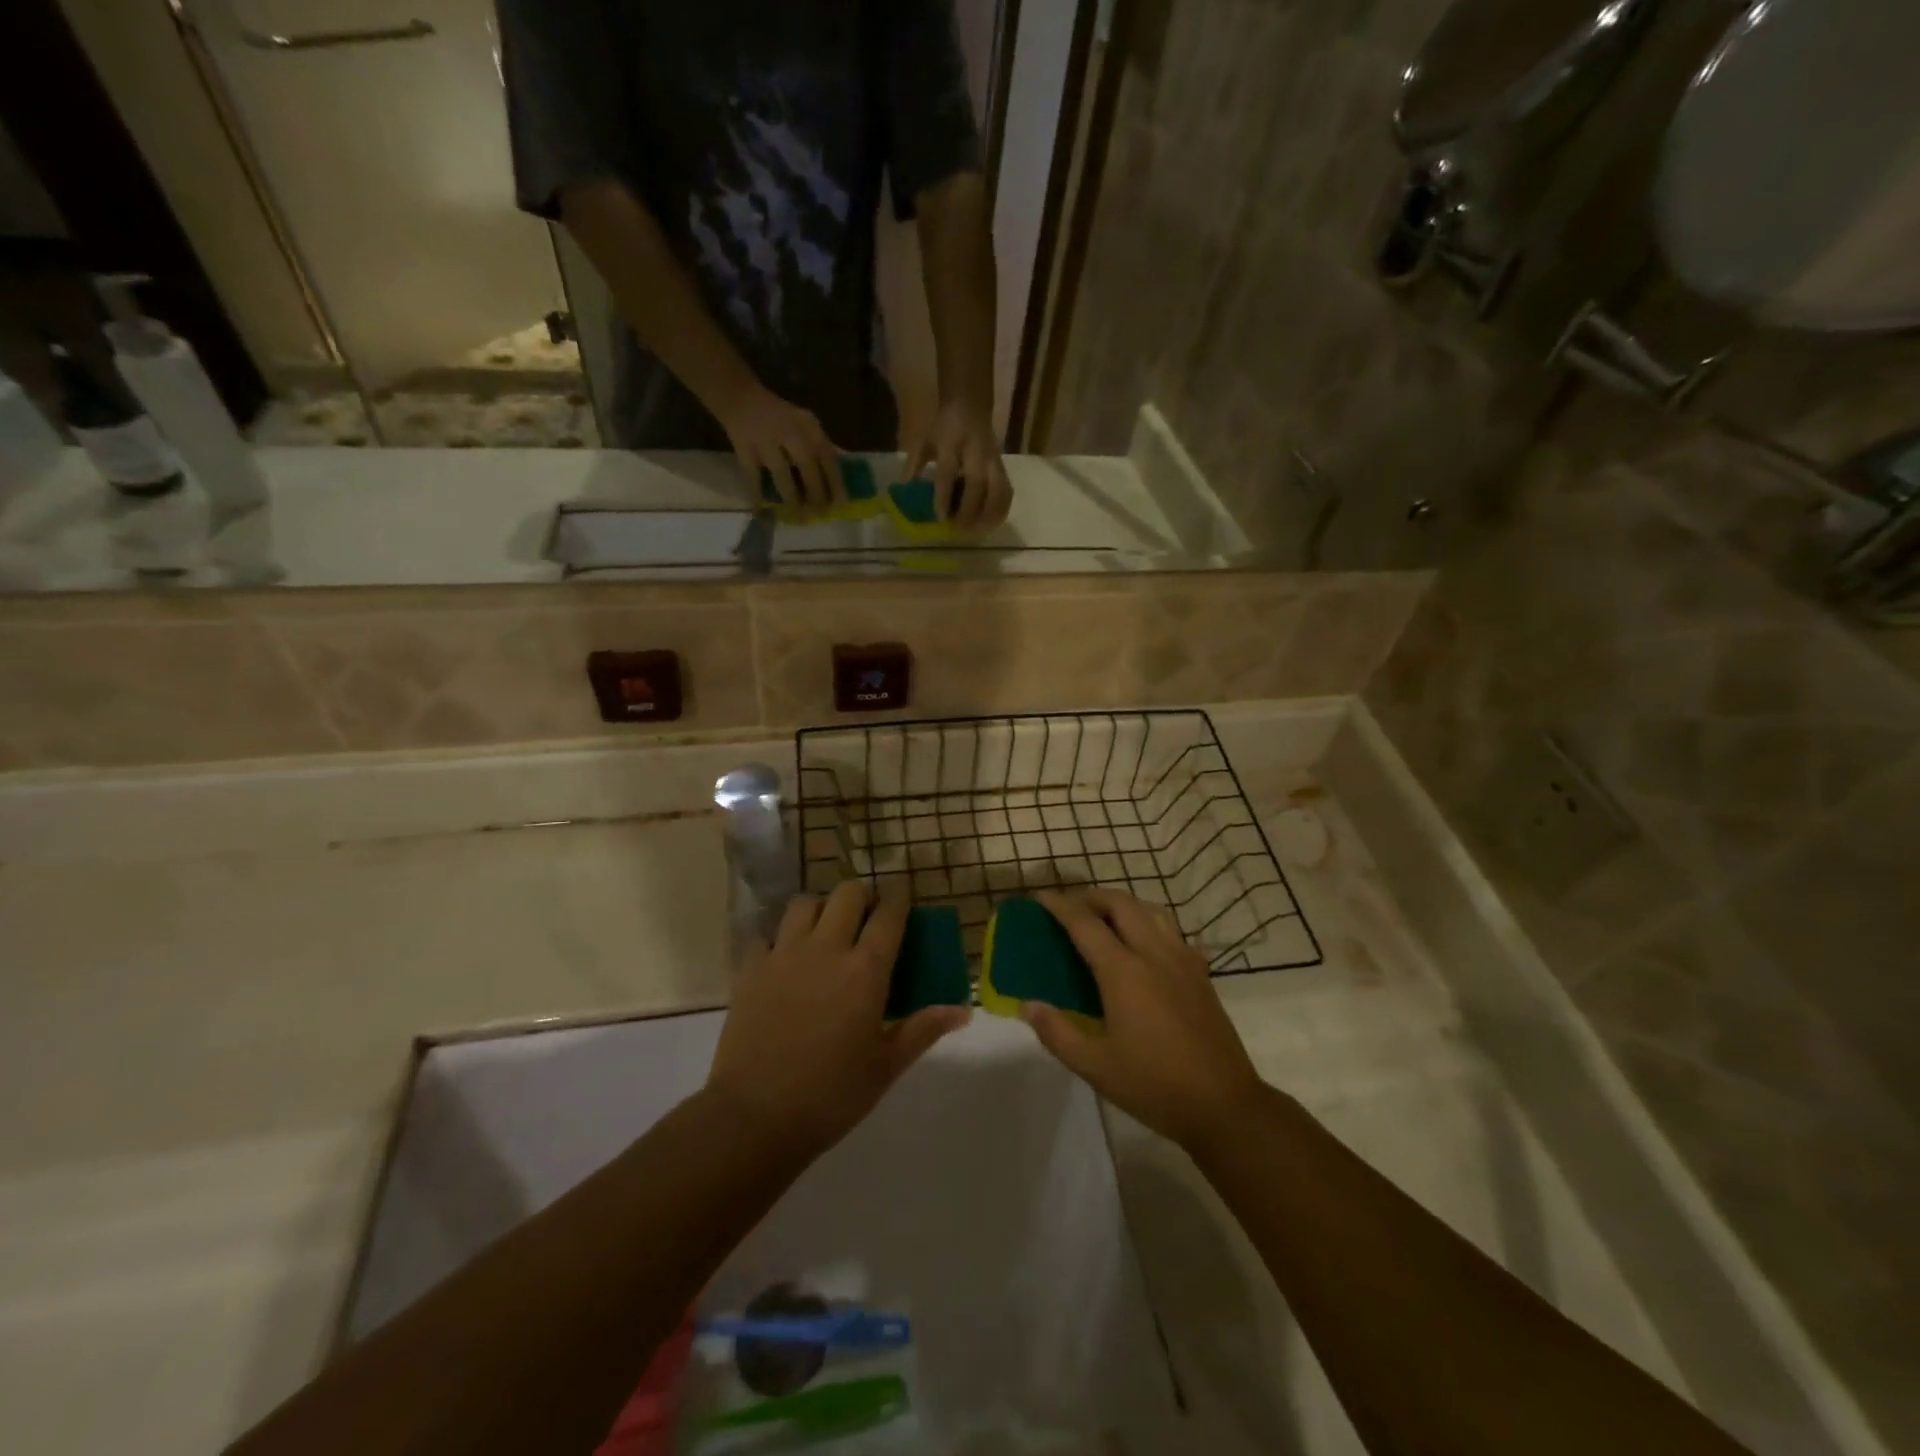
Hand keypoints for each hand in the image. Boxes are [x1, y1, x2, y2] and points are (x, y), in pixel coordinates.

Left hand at [706, 882, 969, 1157]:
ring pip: (805, 903)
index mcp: (865, 969)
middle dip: (863, 897)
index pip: (889, 914)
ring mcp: (784, 954)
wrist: (755, 1116)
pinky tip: (784, 962)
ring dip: (820, 909)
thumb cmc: (831, 1094)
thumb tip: (963, 1011)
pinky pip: (767, 935)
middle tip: (866, 920)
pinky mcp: (750, 968)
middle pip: (847, 894)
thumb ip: (924, 1029)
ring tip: (825, 932)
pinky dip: (779, 940)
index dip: (899, 899)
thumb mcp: (886, 1067)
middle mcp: (826, 948)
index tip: (903, 899)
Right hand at [717, 384, 843, 510]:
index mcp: (808, 426)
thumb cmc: (780, 417)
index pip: (827, 455)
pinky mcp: (745, 449)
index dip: (835, 481)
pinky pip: (753, 476)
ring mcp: (765, 440)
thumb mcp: (805, 424)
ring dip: (792, 497)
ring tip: (799, 516)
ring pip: (782, 474)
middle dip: (816, 493)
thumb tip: (843, 469)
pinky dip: (756, 494)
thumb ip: (822, 445)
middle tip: (821, 513)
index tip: (842, 503)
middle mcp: (789, 432)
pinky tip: (761, 510)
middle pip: (807, 466)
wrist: (740, 397)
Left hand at [904, 398, 1012, 531]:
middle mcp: (975, 451)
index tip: (940, 517)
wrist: (970, 403)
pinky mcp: (1002, 465)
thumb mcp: (925, 439)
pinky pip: (1007, 490)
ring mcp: (992, 459)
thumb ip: (914, 464)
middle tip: (960, 529)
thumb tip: (904, 489)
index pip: (948, 472)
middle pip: (977, 484)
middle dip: (970, 509)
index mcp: (951, 442)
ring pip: (998, 489)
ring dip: (990, 513)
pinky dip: (1001, 509)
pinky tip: (992, 523)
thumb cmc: (944, 426)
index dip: (944, 496)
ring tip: (978, 531)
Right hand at [1024, 889, 1266, 1150]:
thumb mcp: (1095, 1067)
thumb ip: (1057, 1033)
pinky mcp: (1201, 975)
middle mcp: (1153, 954)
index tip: (1040, 897)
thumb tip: (1028, 1004)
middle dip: (1093, 897)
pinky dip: (1152, 926)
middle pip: (1121, 905)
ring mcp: (1183, 961)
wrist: (1224, 1105)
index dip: (1059, 906)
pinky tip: (1147, 947)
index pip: (1085, 924)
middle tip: (1072, 908)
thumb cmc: (1154, 1086)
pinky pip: (1174, 933)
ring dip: (1124, 906)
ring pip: (1152, 912)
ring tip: (1107, 920)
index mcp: (1123, 972)